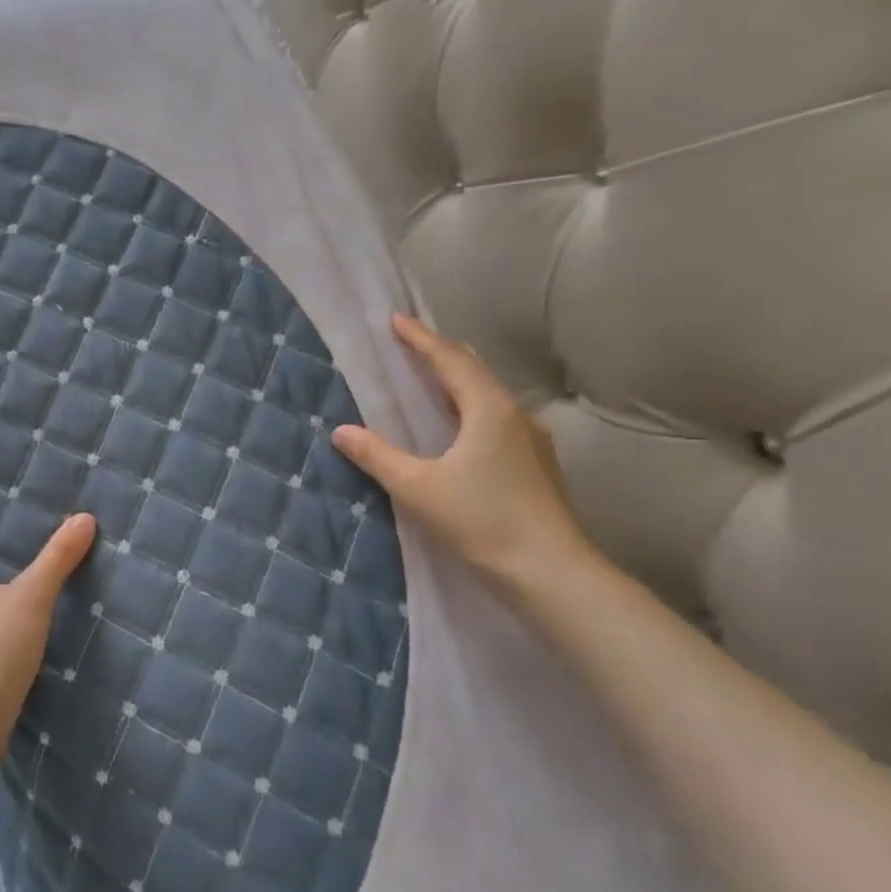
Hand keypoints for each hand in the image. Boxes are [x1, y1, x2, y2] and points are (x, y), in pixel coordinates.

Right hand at [333, 314, 591, 587]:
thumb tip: (341, 431)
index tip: (397, 320)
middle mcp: (516, 416)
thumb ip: (378, 456)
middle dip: (443, 355)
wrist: (549, 571)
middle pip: (476, 372)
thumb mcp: (418, 487)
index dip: (421, 339)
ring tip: (434, 385)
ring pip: (490, 398)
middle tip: (415, 347)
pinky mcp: (537, 467)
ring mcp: (533, 442)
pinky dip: (473, 412)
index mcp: (488, 410)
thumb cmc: (481, 520)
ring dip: (460, 385)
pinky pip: (498, 422)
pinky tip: (462, 433)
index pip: (450, 360)